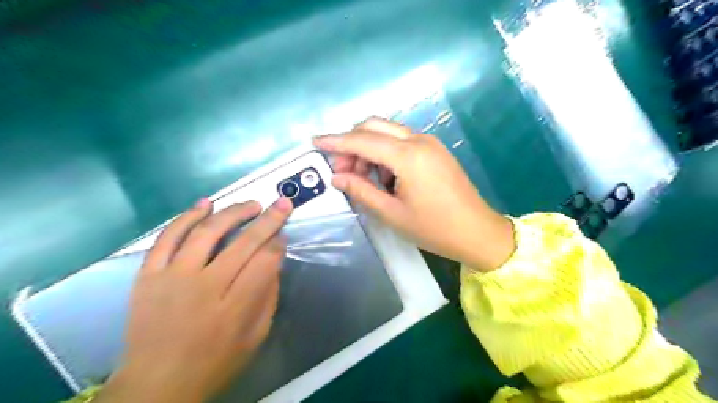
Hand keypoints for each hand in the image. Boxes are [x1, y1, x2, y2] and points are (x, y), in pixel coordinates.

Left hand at [97, 199, 292, 401]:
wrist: (155, 384)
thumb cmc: (215, 362)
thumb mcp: (256, 336)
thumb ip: (268, 296)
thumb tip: (274, 260)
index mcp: (234, 308)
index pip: (265, 262)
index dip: (278, 244)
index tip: (283, 235)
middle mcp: (204, 287)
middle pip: (243, 242)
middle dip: (268, 220)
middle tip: (281, 204)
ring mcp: (172, 278)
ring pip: (207, 232)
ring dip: (233, 212)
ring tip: (251, 204)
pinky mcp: (148, 275)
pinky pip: (168, 237)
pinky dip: (187, 216)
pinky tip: (206, 203)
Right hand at [314, 118, 509, 271]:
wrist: (478, 232)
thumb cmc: (434, 228)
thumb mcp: (392, 213)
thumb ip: (361, 191)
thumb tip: (337, 177)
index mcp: (408, 156)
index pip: (362, 140)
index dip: (336, 141)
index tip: (314, 142)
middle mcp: (419, 140)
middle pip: (374, 126)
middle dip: (352, 143)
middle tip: (341, 169)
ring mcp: (429, 143)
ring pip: (388, 132)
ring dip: (369, 148)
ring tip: (362, 178)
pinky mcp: (435, 150)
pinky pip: (402, 142)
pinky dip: (385, 153)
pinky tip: (384, 177)